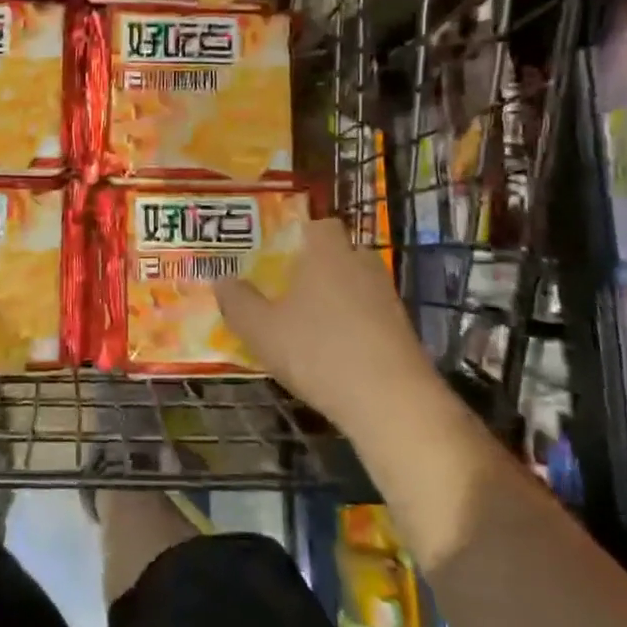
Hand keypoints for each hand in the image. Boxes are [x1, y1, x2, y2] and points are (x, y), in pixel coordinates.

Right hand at [214, 217, 437, 433]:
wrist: (391, 401)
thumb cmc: (317, 352)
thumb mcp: (261, 330)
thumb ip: (238, 302)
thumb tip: (222, 281)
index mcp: (327, 252)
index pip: (318, 225)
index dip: (298, 236)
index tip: (277, 257)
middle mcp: (361, 264)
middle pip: (339, 253)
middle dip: (316, 267)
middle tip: (288, 291)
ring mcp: (387, 297)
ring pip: (356, 285)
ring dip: (336, 298)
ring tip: (308, 326)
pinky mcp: (403, 329)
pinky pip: (370, 314)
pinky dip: (354, 325)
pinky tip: (335, 353)